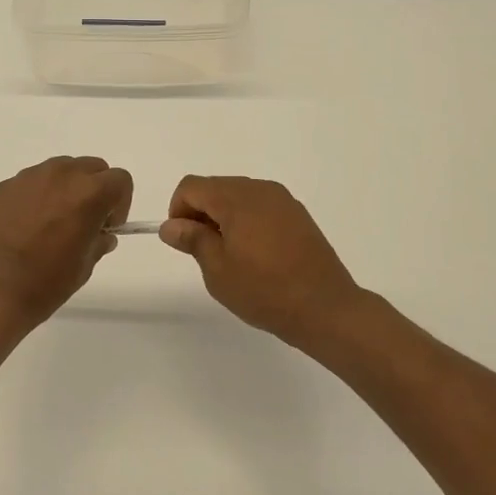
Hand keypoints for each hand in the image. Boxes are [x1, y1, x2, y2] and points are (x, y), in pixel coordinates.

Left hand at [0, 156, 133, 336]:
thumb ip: (97, 242)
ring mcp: (28, 178)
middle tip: (84, 222)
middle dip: (95, 190)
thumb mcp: (83, 267)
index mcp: (88, 192)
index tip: (107, 227)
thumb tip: (101, 235)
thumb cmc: (44, 283)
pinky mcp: (3, 187)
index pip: (120, 180)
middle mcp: (59, 175)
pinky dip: (37, 197)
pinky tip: (24, 228)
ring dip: (65, 190)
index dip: (120, 204)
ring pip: (59, 171)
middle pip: (91, 168)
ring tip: (52, 224)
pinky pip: (31, 183)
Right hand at [160, 175, 368, 349]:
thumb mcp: (218, 269)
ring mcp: (283, 200)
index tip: (185, 241)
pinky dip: (247, 220)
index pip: (192, 186)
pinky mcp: (298, 214)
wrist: (325, 308)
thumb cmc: (265, 290)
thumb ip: (192, 239)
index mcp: (236, 198)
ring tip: (231, 255)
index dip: (178, 210)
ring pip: (238, 196)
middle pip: (215, 187)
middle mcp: (260, 189)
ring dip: (224, 216)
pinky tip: (256, 254)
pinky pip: (260, 206)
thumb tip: (171, 225)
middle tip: (205, 252)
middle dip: (201, 212)